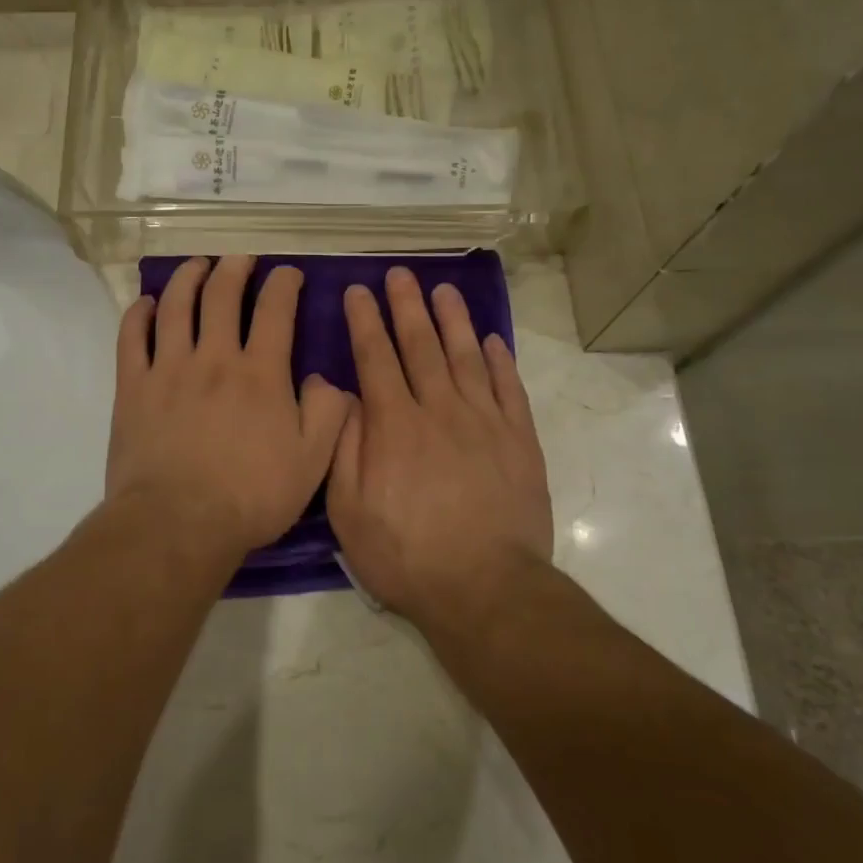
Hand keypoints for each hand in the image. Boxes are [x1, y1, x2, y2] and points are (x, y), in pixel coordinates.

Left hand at [107, 256, 350, 560]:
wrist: (178, 524)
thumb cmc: (250, 496)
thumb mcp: (312, 463)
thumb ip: (328, 414)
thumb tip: (327, 380)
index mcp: (260, 373)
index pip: (275, 310)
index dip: (284, 284)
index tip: (288, 273)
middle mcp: (214, 358)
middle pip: (222, 295)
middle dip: (234, 268)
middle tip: (240, 259)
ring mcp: (169, 369)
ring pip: (175, 306)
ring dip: (187, 278)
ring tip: (196, 265)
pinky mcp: (133, 388)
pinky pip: (131, 337)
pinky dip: (138, 314)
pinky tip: (145, 303)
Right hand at [327, 268, 552, 626]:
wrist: (485, 588)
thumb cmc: (405, 554)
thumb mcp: (348, 510)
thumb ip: (344, 446)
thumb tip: (343, 395)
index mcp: (394, 425)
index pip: (375, 357)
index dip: (365, 321)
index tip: (357, 291)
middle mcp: (439, 409)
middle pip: (421, 345)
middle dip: (407, 306)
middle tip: (400, 274)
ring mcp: (485, 422)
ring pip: (467, 357)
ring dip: (453, 320)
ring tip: (444, 291)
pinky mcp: (520, 440)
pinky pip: (510, 388)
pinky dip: (501, 361)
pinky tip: (493, 341)